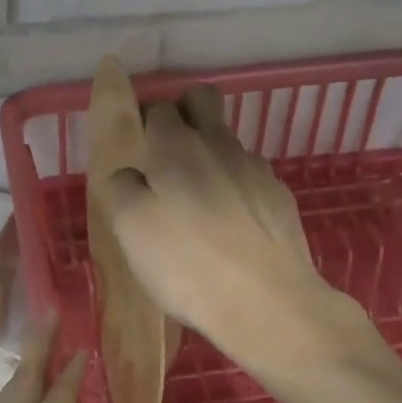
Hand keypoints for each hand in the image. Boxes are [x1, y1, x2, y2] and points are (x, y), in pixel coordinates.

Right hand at [106, 94, 350, 369]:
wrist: (268, 302)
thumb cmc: (187, 265)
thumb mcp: (130, 229)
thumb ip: (121, 188)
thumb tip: (129, 174)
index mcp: (176, 147)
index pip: (157, 109)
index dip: (144, 124)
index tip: (137, 153)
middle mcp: (218, 145)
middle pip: (202, 99)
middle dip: (184, 113)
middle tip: (167, 157)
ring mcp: (256, 169)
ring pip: (227, 142)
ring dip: (210, 158)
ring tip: (199, 206)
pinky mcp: (280, 197)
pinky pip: (250, 178)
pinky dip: (236, 190)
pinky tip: (231, 226)